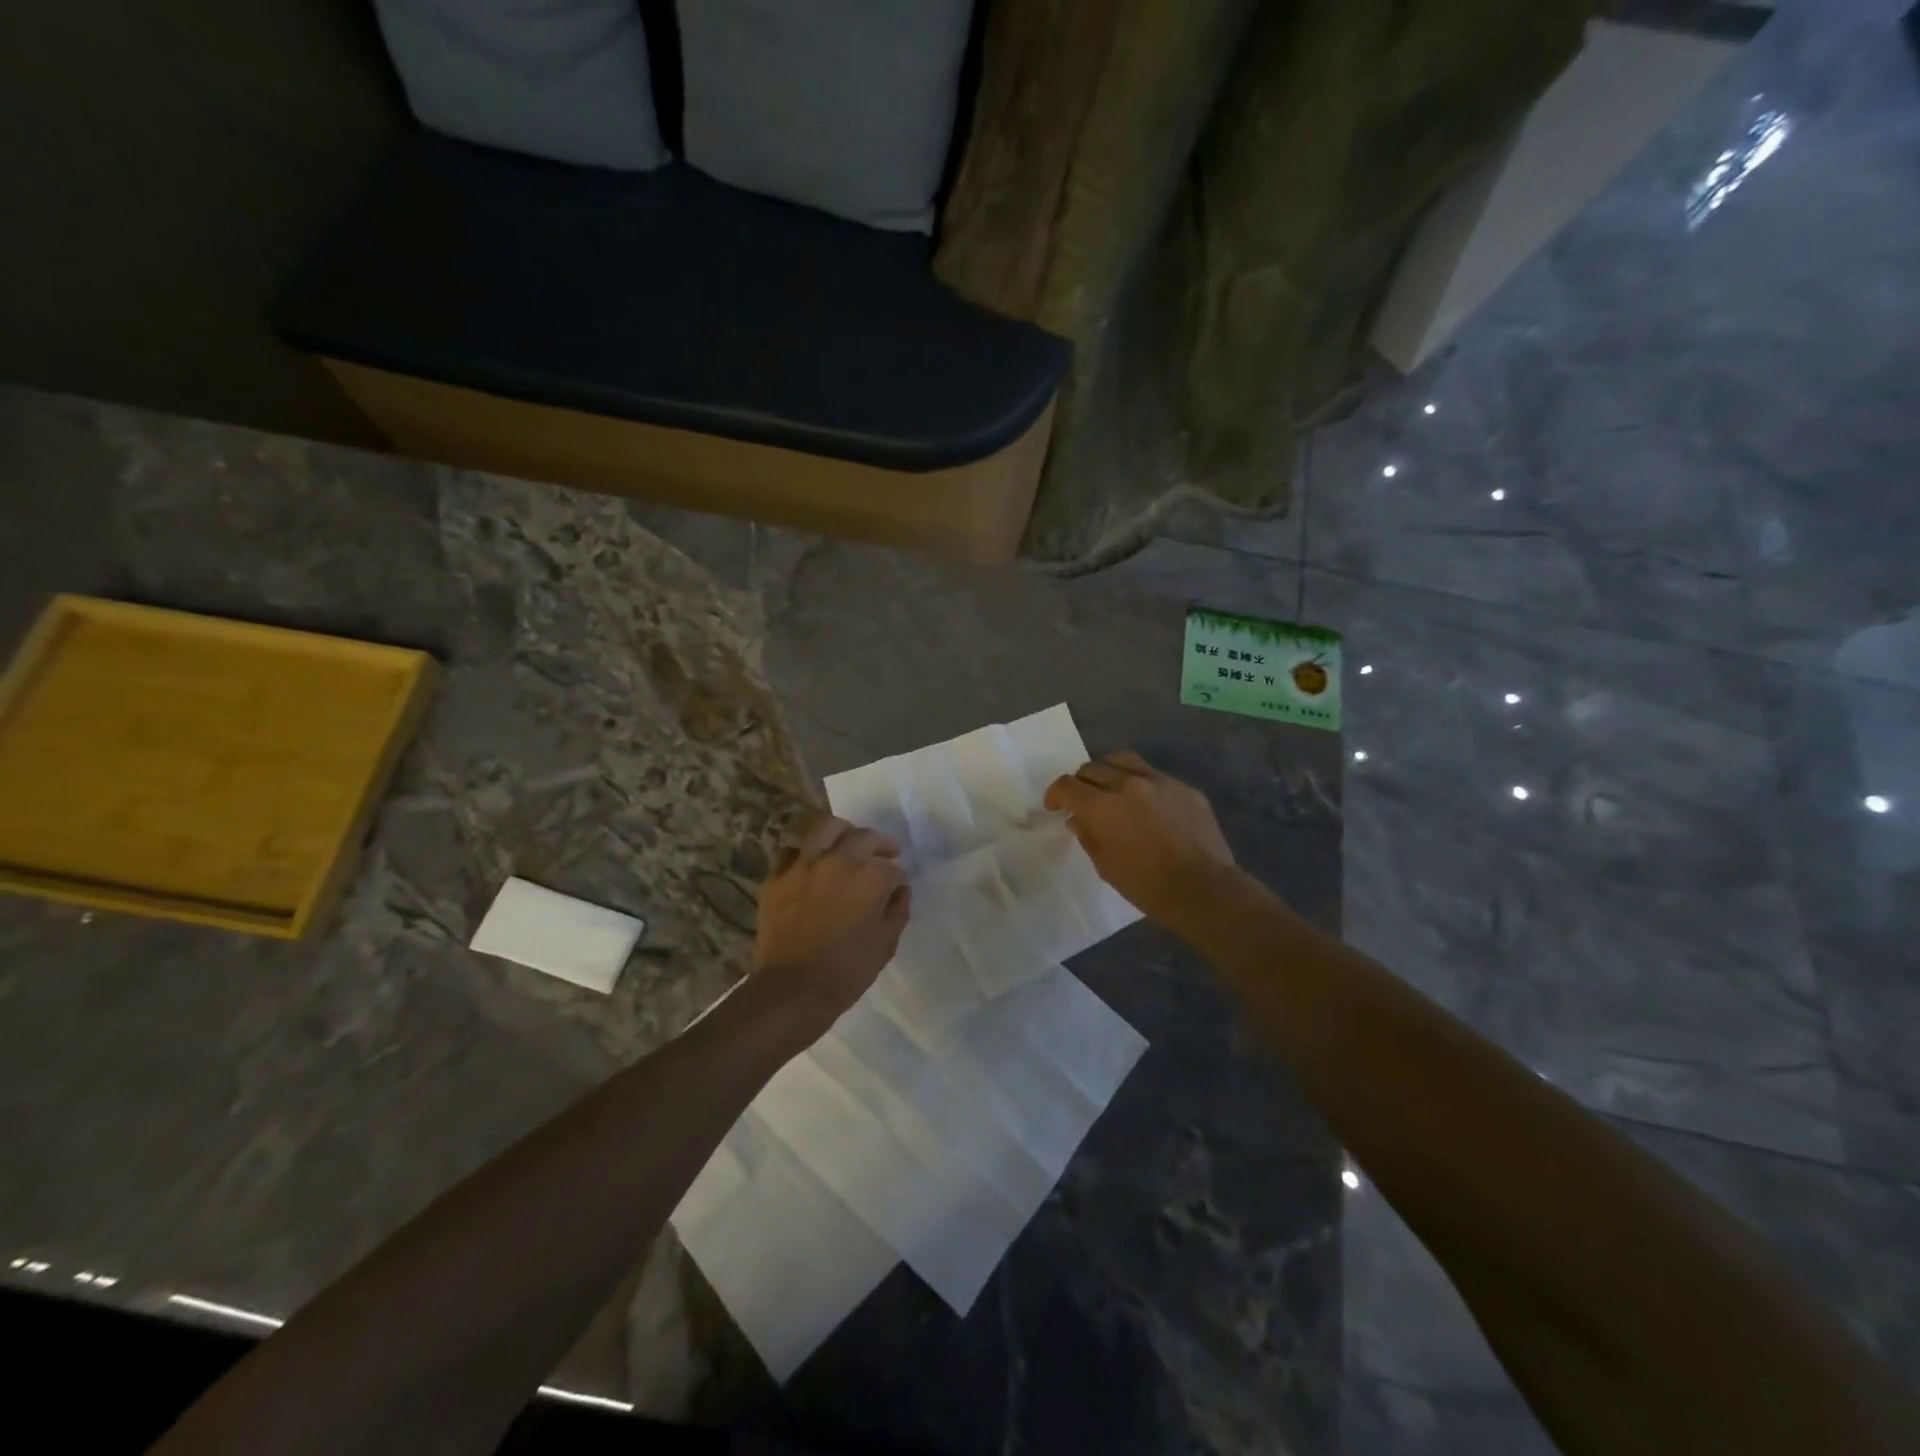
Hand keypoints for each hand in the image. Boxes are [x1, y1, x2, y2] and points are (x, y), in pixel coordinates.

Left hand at [755, 815, 911, 1029]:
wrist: (794, 989)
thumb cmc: (847, 971)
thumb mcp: (885, 944)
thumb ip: (897, 911)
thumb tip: (900, 890)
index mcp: (869, 878)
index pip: (891, 868)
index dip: (896, 879)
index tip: (895, 889)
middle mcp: (838, 862)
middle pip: (864, 837)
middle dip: (880, 844)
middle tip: (885, 853)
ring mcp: (803, 866)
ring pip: (825, 828)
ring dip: (843, 832)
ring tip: (848, 841)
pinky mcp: (777, 877)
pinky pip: (791, 851)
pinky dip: (803, 854)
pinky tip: (810, 865)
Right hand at [1044, 750, 1237, 930]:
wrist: (1204, 889)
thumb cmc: (1147, 886)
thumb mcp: (1106, 866)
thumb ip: (1088, 836)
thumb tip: (1078, 819)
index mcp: (1103, 806)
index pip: (1067, 785)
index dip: (1055, 794)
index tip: (1055, 807)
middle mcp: (1128, 784)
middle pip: (1092, 768)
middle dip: (1081, 783)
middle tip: (1083, 801)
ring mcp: (1159, 782)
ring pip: (1122, 761)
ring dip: (1108, 771)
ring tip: (1110, 789)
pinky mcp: (1184, 788)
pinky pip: (1154, 775)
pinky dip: (1141, 784)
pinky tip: (1147, 804)